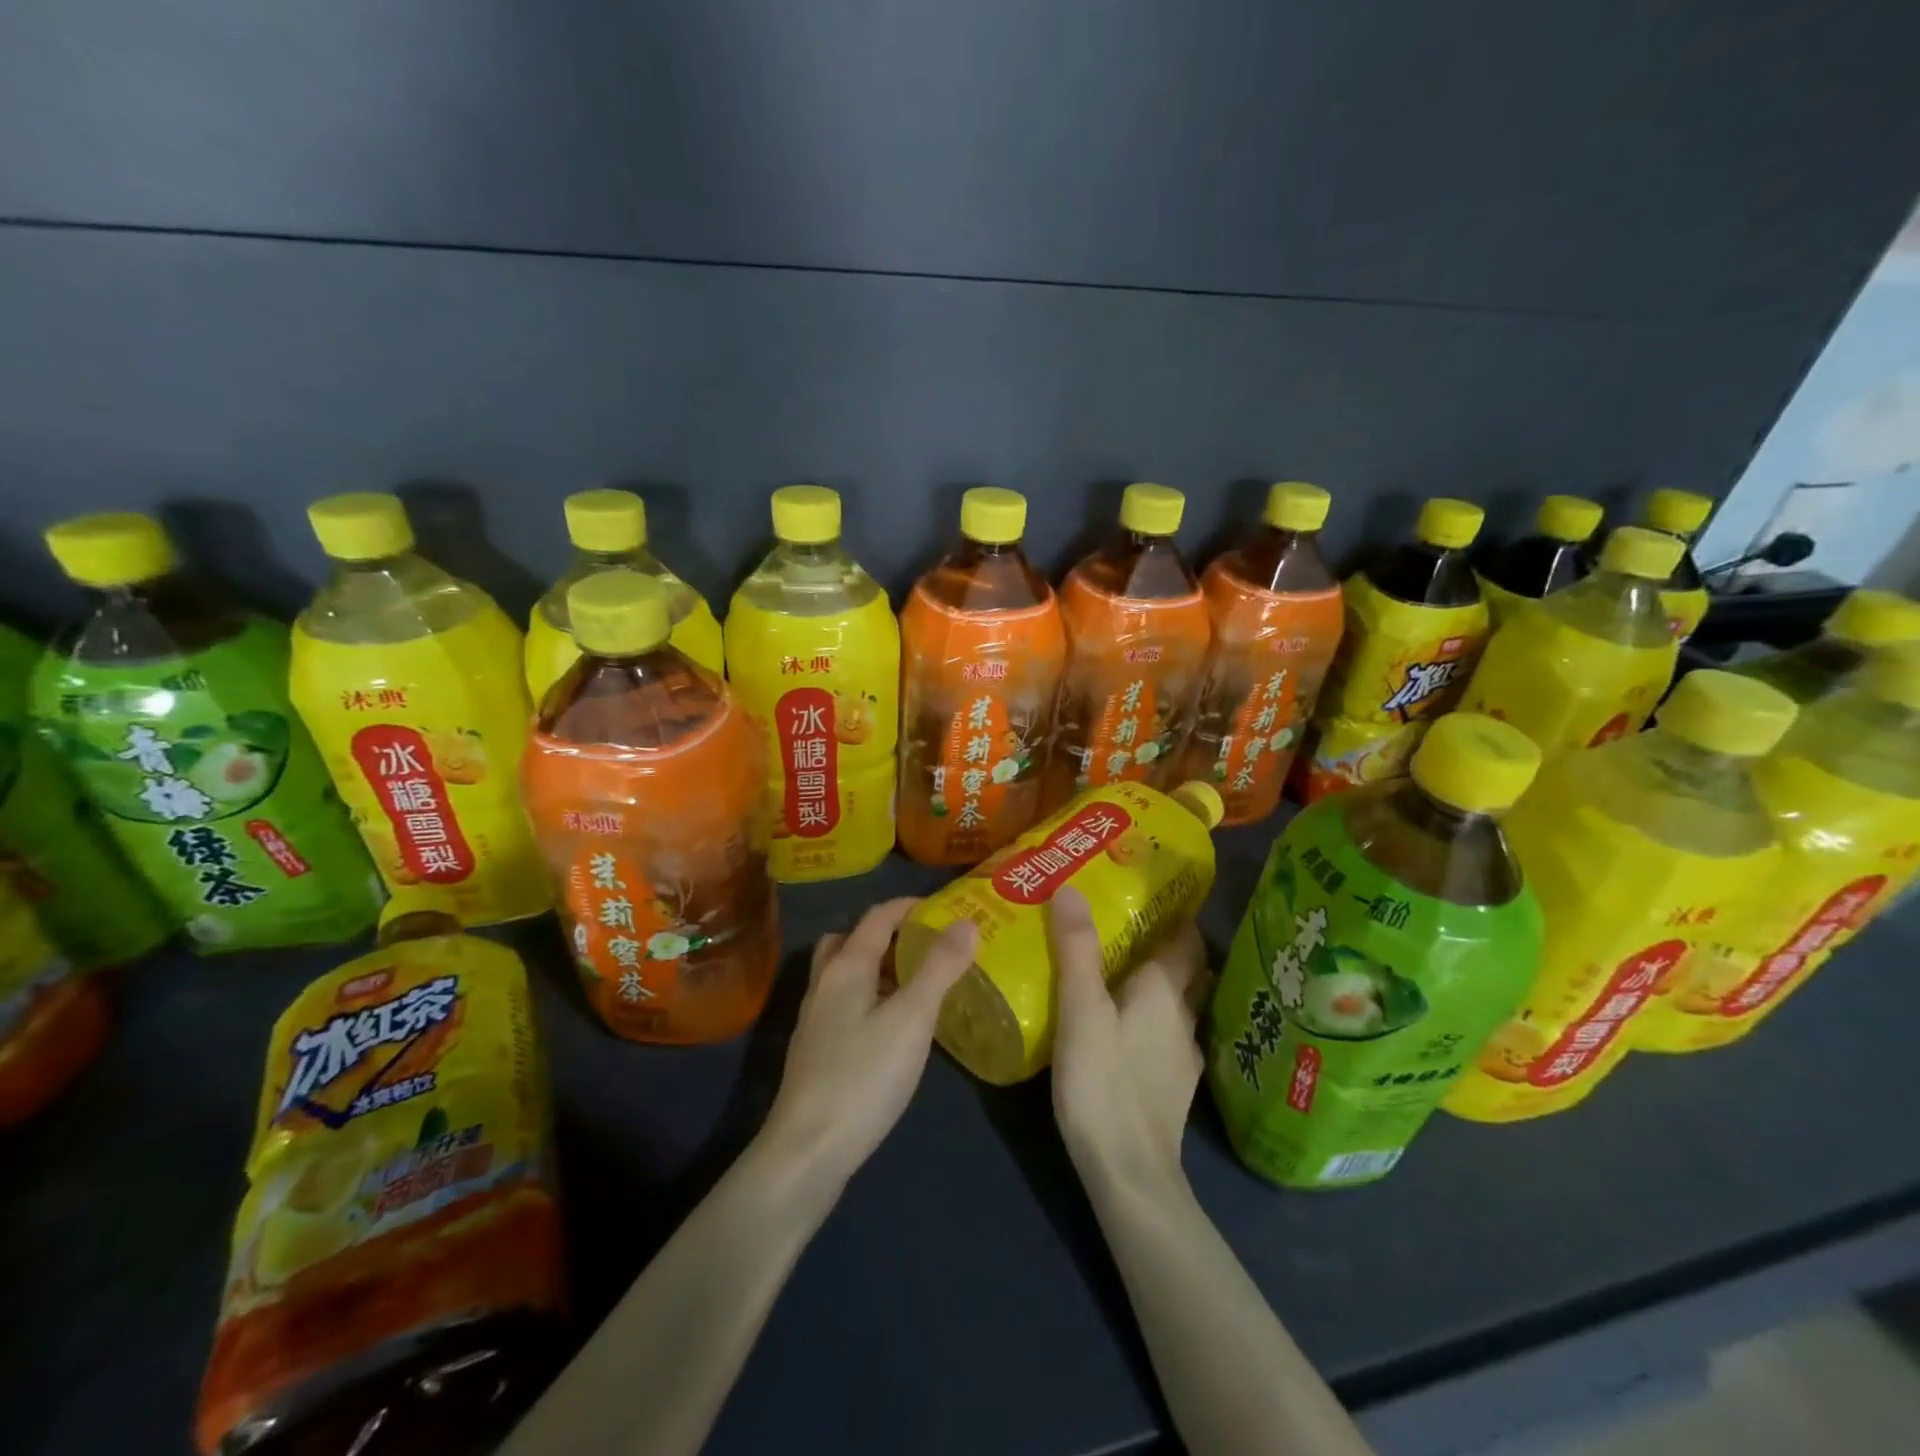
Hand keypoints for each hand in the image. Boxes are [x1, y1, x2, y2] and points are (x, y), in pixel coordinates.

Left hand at [761, 898, 977, 1188]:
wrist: (807, 1150)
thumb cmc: (864, 1077)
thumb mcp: (912, 1019)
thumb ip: (939, 968)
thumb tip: (965, 922)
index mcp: (847, 966)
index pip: (878, 916)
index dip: (911, 906)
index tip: (946, 910)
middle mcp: (825, 982)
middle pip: (854, 939)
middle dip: (892, 934)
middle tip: (929, 946)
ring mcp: (816, 1016)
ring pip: (847, 972)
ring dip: (879, 966)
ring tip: (917, 984)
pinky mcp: (816, 1048)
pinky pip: (846, 1001)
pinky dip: (871, 996)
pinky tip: (893, 1026)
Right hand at [1048, 886, 1211, 1197]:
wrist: (1130, 1175)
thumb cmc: (1104, 1083)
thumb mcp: (1081, 1010)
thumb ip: (1076, 950)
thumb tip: (1071, 889)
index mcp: (1167, 990)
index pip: (1187, 938)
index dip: (1174, 912)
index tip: (1148, 892)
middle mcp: (1184, 1016)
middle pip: (1188, 969)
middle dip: (1168, 944)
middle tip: (1128, 924)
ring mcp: (1183, 1054)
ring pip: (1180, 1003)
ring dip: (1161, 982)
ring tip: (1123, 968)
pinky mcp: (1172, 1085)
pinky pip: (1168, 1033)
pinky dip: (1153, 1017)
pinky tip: (1125, 1024)